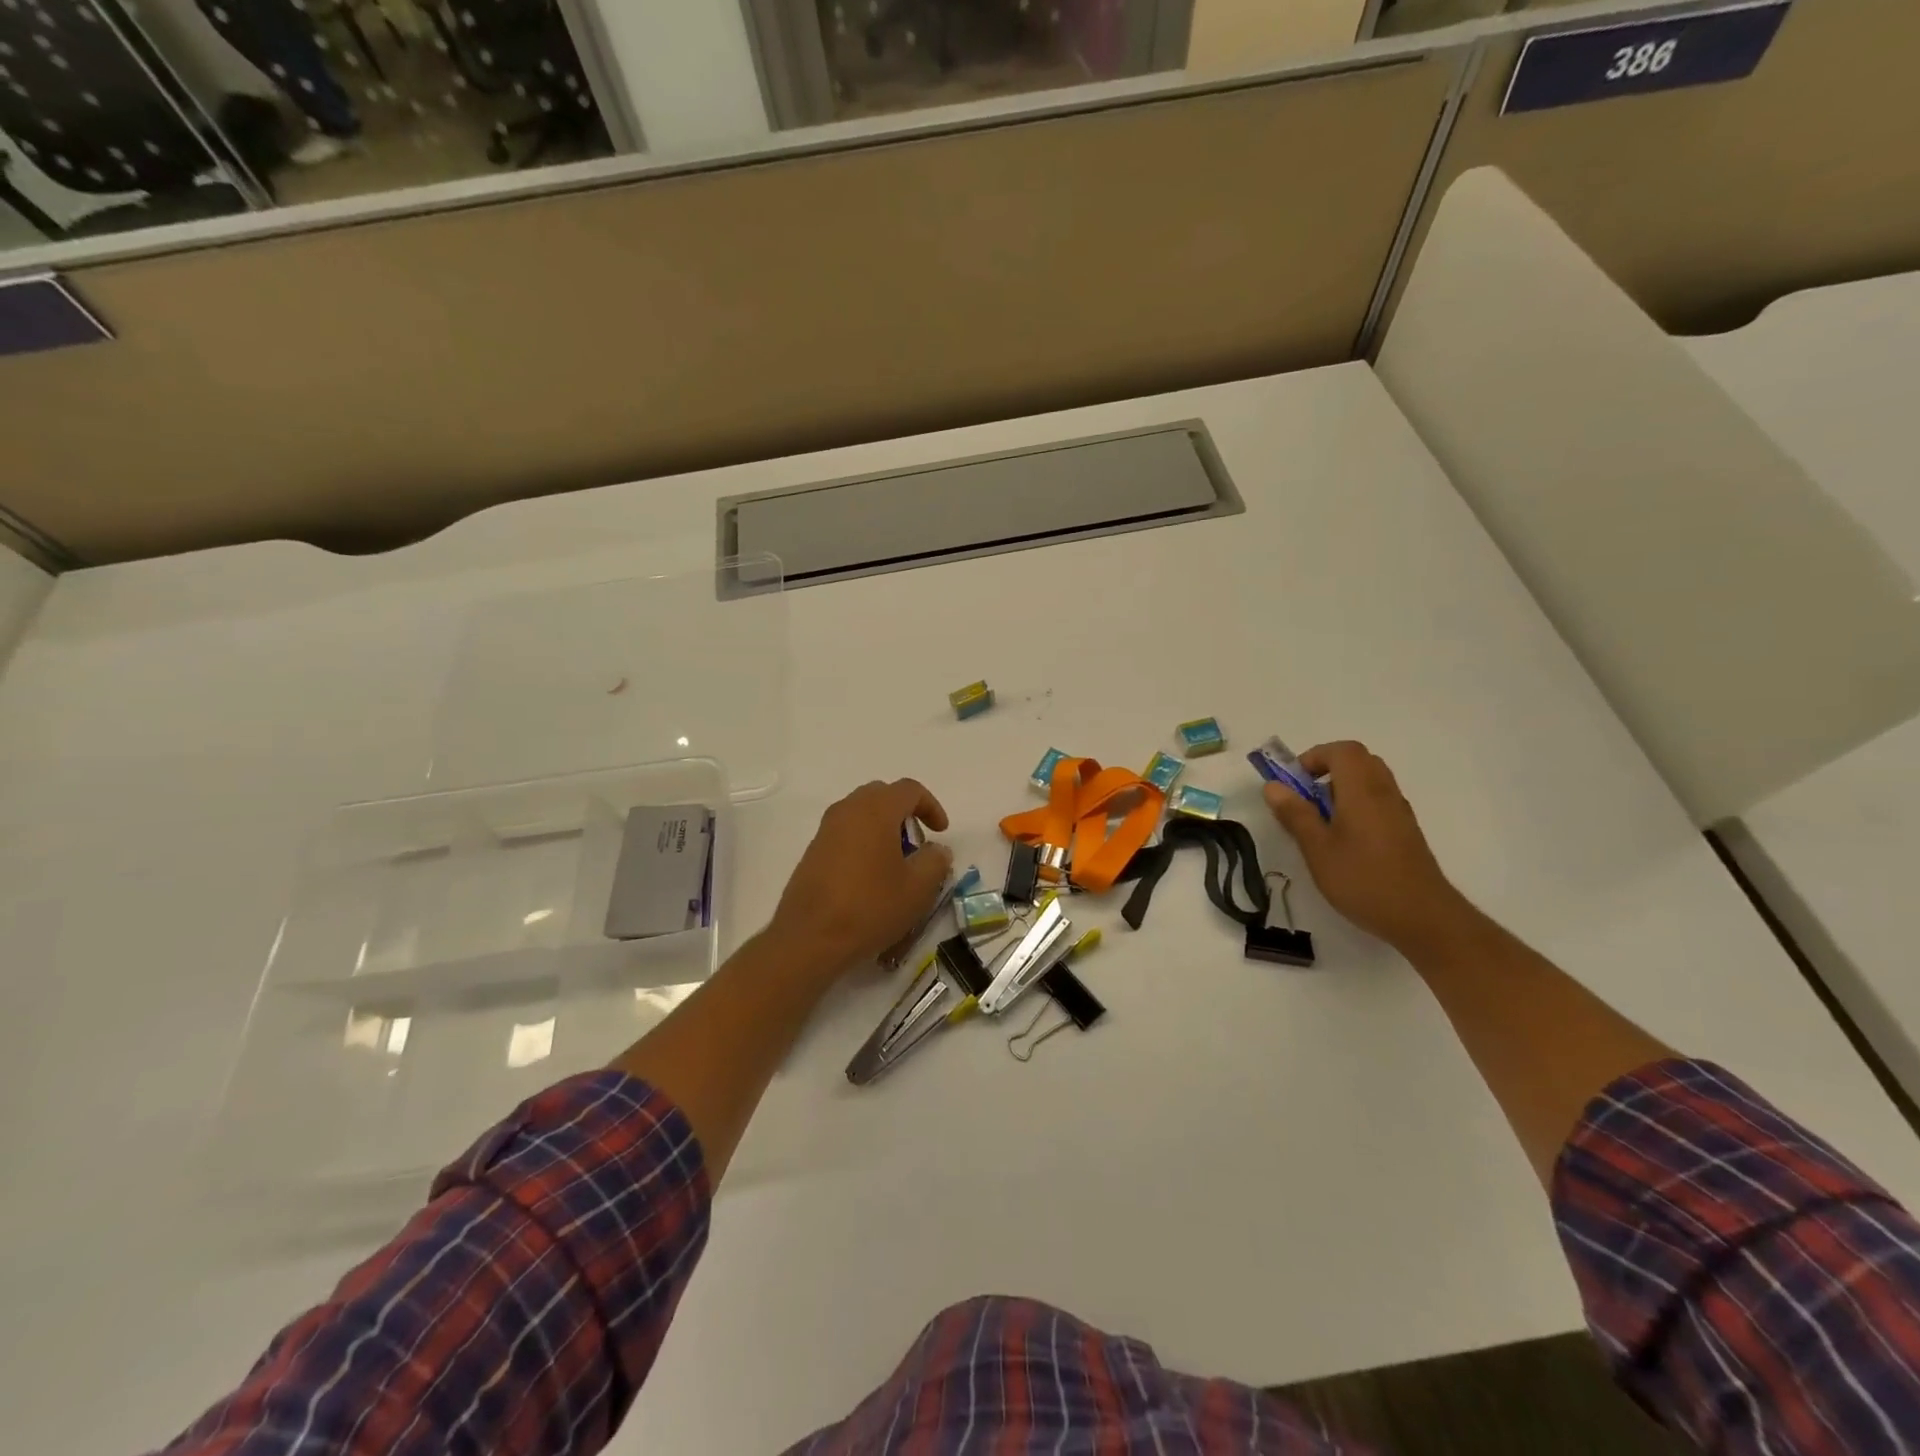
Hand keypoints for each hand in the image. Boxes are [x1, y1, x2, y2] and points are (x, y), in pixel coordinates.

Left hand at [769, 779, 953, 975]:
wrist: (809, 938)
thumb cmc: (870, 907)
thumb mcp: (918, 888)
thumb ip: (935, 861)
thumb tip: (936, 849)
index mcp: (876, 810)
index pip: (909, 789)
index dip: (931, 806)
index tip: (940, 833)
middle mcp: (848, 810)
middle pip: (882, 795)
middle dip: (905, 814)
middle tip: (917, 844)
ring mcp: (826, 830)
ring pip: (861, 814)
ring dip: (883, 828)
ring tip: (895, 862)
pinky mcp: (813, 851)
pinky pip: (845, 833)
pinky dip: (863, 842)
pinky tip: (870, 876)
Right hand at [1263, 741, 1471, 955]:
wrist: (1423, 917)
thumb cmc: (1364, 880)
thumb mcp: (1317, 849)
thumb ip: (1295, 814)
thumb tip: (1273, 786)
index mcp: (1362, 790)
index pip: (1342, 751)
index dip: (1314, 757)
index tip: (1293, 782)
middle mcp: (1384, 792)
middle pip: (1358, 760)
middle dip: (1327, 769)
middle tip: (1305, 796)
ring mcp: (1399, 811)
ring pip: (1370, 780)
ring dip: (1341, 787)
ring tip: (1321, 820)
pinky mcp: (1405, 831)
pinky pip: (1378, 800)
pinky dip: (1356, 804)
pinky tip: (1344, 839)